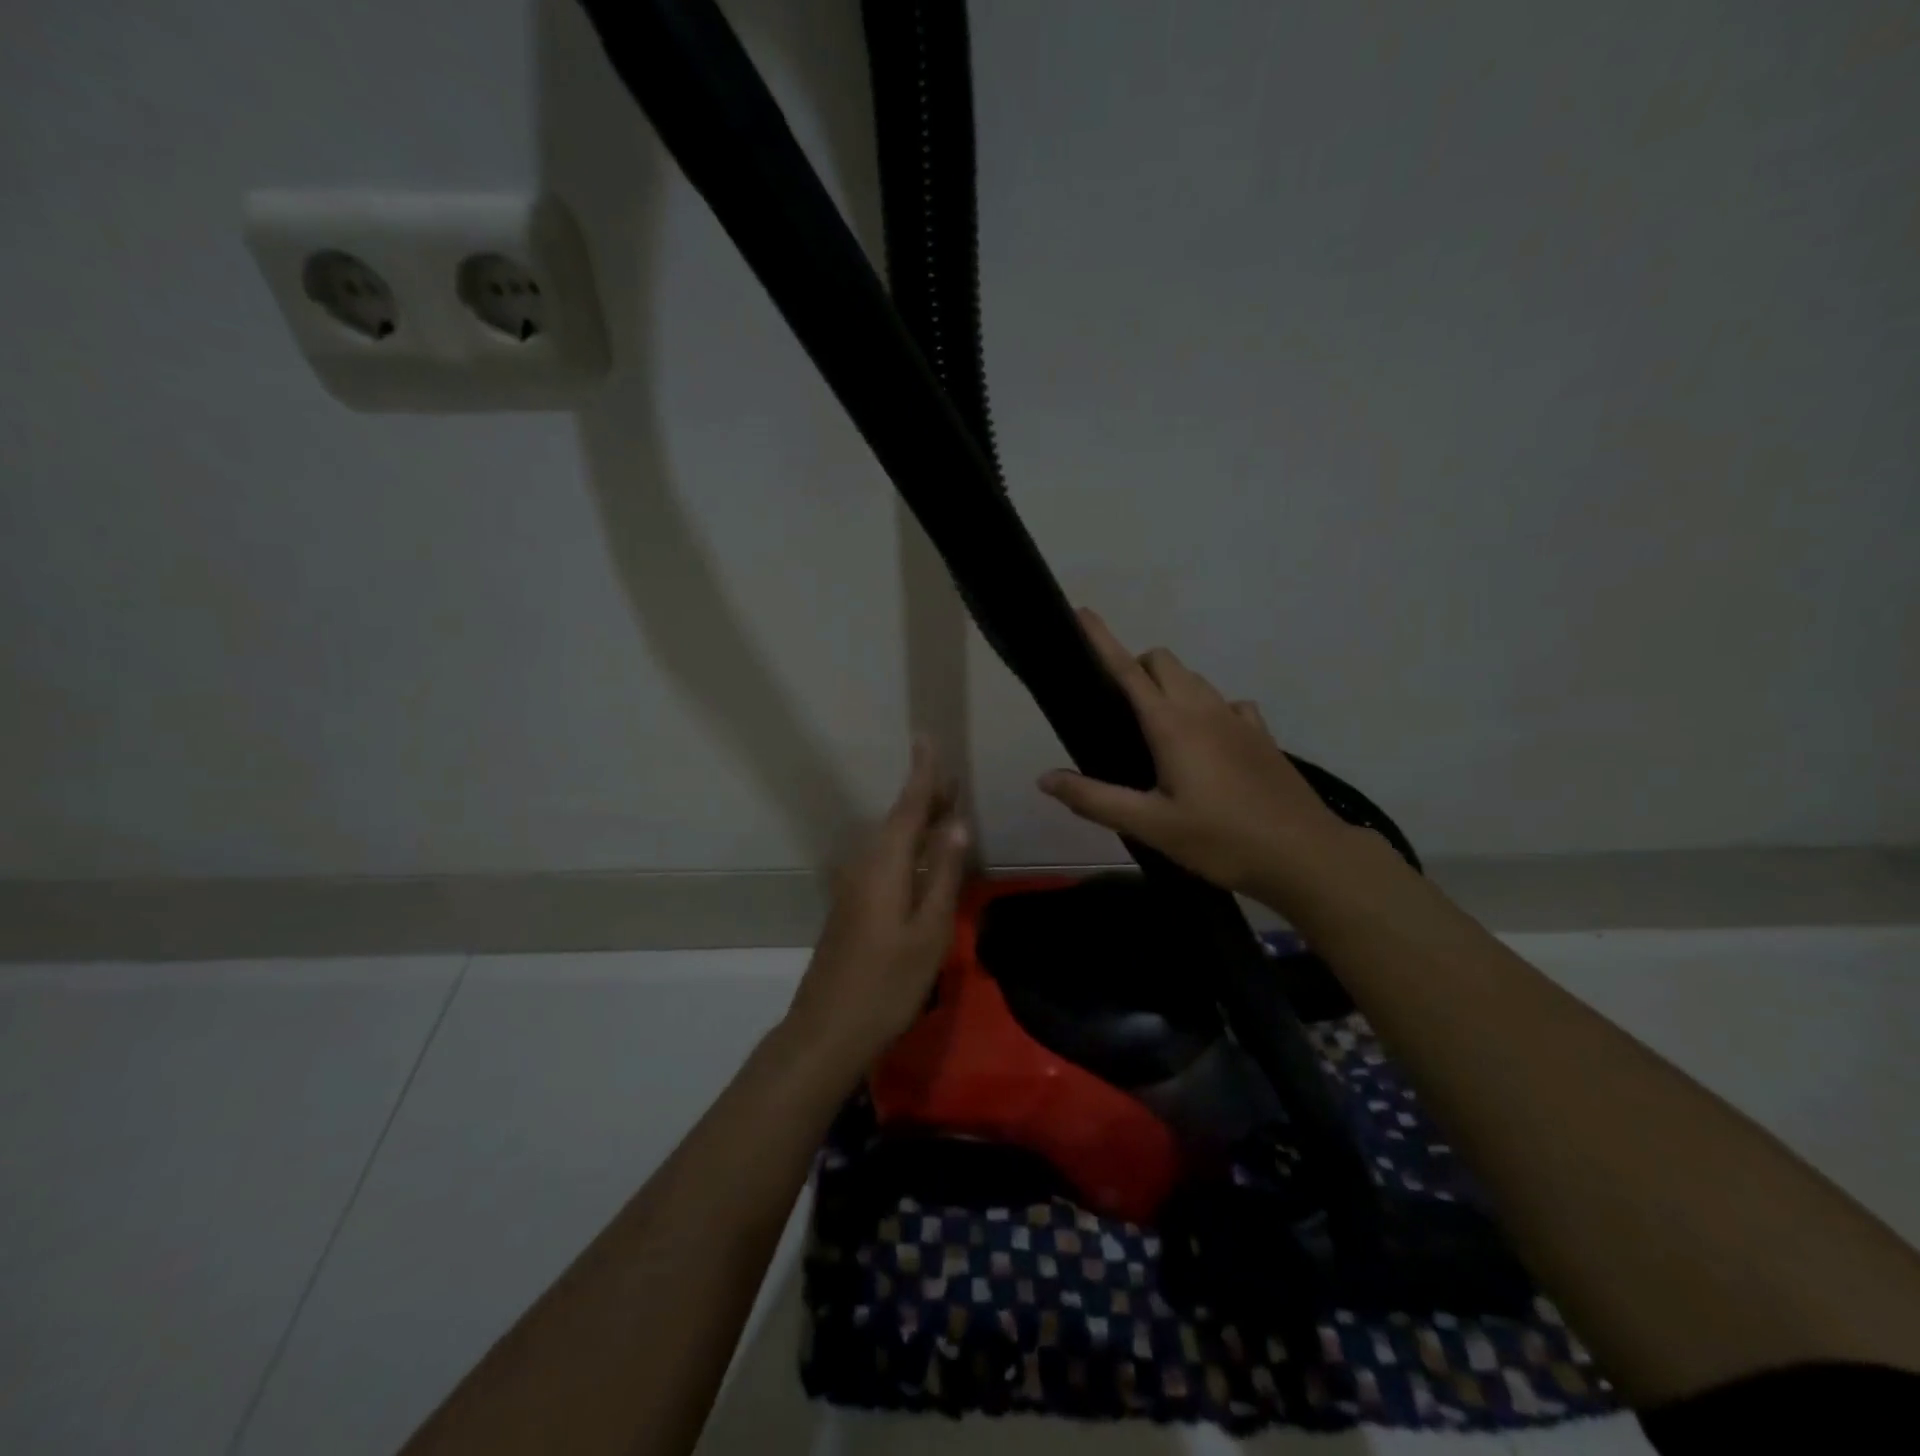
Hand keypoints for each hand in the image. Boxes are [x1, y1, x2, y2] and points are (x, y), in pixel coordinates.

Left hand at [785, 736, 970, 1069]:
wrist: (828, 1027)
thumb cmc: (888, 983)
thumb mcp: (929, 930)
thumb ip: (944, 874)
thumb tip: (956, 824)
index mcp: (886, 865)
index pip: (908, 807)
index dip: (922, 773)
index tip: (926, 738)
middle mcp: (865, 865)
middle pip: (898, 820)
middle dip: (925, 797)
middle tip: (953, 779)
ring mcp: (854, 885)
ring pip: (890, 840)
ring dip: (917, 822)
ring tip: (945, 811)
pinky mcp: (851, 904)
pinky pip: (884, 859)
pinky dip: (907, 847)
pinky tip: (923, 858)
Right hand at [1038, 608, 1349, 898]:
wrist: (1306, 855)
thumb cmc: (1222, 839)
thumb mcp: (1151, 825)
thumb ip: (1095, 799)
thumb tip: (1045, 778)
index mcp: (1172, 724)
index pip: (1127, 670)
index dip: (1101, 640)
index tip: (1082, 613)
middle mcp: (1204, 709)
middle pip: (1164, 662)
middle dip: (1136, 667)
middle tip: (1117, 709)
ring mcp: (1238, 719)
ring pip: (1195, 680)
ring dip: (1169, 686)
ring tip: (1154, 730)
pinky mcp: (1260, 736)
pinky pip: (1226, 704)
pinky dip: (1206, 708)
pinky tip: (1205, 743)